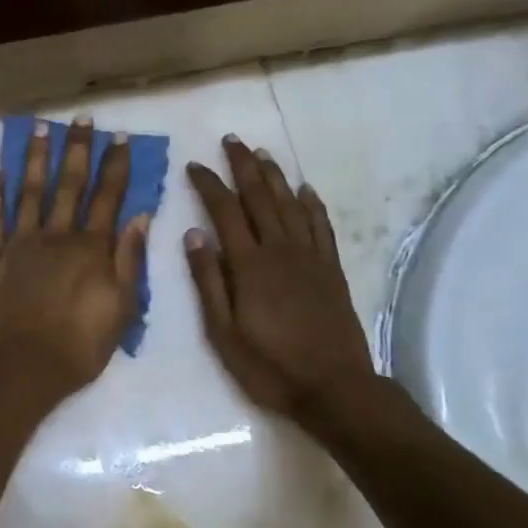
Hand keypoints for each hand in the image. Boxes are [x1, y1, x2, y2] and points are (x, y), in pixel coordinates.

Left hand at [0, 118, 149, 402]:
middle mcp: (56, 235)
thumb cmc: (80, 346)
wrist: (23, 366)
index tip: (119, 137)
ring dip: (35, 158)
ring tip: (39, 128)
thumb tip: (140, 217)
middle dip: (77, 150)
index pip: (108, 197)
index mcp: (91, 248)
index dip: (115, 165)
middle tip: (80, 119)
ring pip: (29, 191)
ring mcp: (20, 242)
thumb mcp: (122, 309)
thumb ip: (130, 260)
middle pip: (69, 184)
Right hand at [184, 138, 377, 424]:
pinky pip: (321, 227)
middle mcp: (280, 251)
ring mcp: (310, 258)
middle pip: (260, 198)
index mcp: (249, 265)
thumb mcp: (222, 332)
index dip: (209, 184)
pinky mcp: (331, 270)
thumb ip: (208, 282)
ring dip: (275, 177)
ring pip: (290, 205)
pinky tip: (305, 190)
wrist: (333, 387)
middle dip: (243, 167)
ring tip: (263, 154)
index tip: (195, 165)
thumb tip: (193, 235)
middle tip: (232, 140)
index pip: (224, 211)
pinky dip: (312, 204)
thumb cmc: (268, 365)